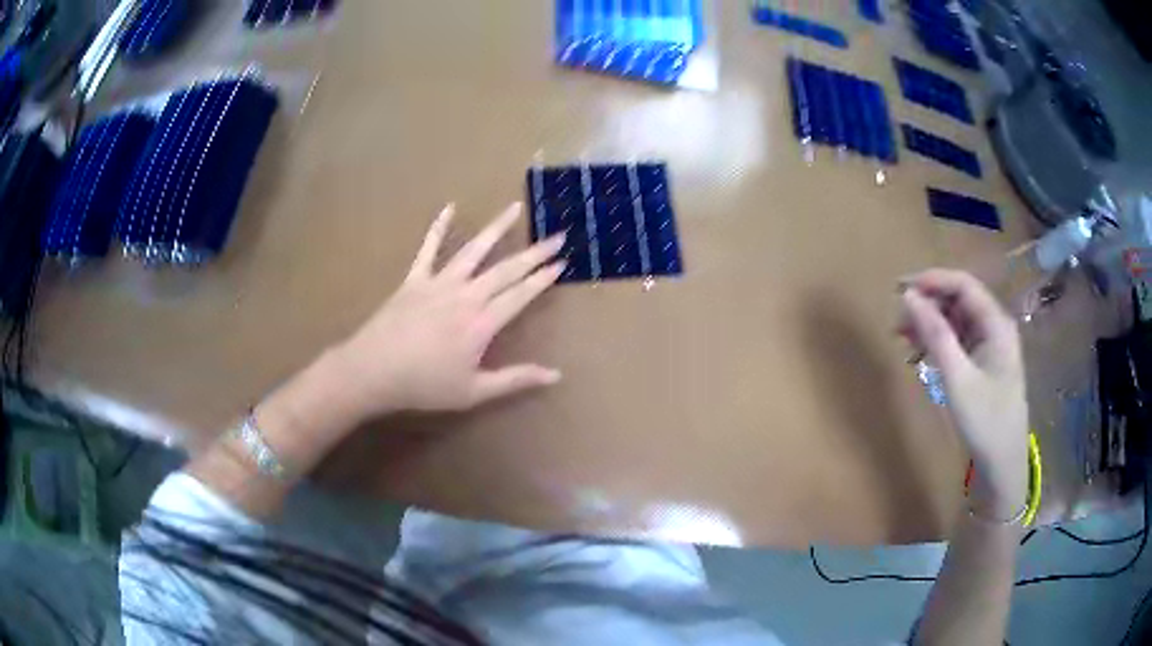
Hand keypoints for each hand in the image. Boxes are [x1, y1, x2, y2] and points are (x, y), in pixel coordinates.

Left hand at [330, 202, 565, 419]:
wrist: (373, 371)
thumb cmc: (424, 385)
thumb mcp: (473, 392)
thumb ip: (515, 380)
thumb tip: (556, 375)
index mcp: (482, 323)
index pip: (520, 295)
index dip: (543, 279)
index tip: (562, 263)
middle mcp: (466, 296)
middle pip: (506, 269)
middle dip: (534, 252)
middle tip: (557, 236)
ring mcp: (439, 283)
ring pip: (474, 250)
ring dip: (496, 228)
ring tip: (514, 207)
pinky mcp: (415, 279)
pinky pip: (429, 248)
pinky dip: (438, 227)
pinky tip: (449, 207)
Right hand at [900, 270, 1028, 516]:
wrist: (1002, 466)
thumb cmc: (985, 422)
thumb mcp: (957, 378)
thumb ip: (935, 334)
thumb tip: (908, 296)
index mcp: (996, 324)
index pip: (963, 285)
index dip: (931, 280)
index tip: (899, 289)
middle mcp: (995, 326)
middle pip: (959, 300)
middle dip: (928, 304)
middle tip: (897, 320)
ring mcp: (990, 345)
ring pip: (957, 320)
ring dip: (930, 324)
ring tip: (902, 337)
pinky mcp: (983, 363)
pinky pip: (958, 341)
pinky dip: (938, 343)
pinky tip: (919, 353)